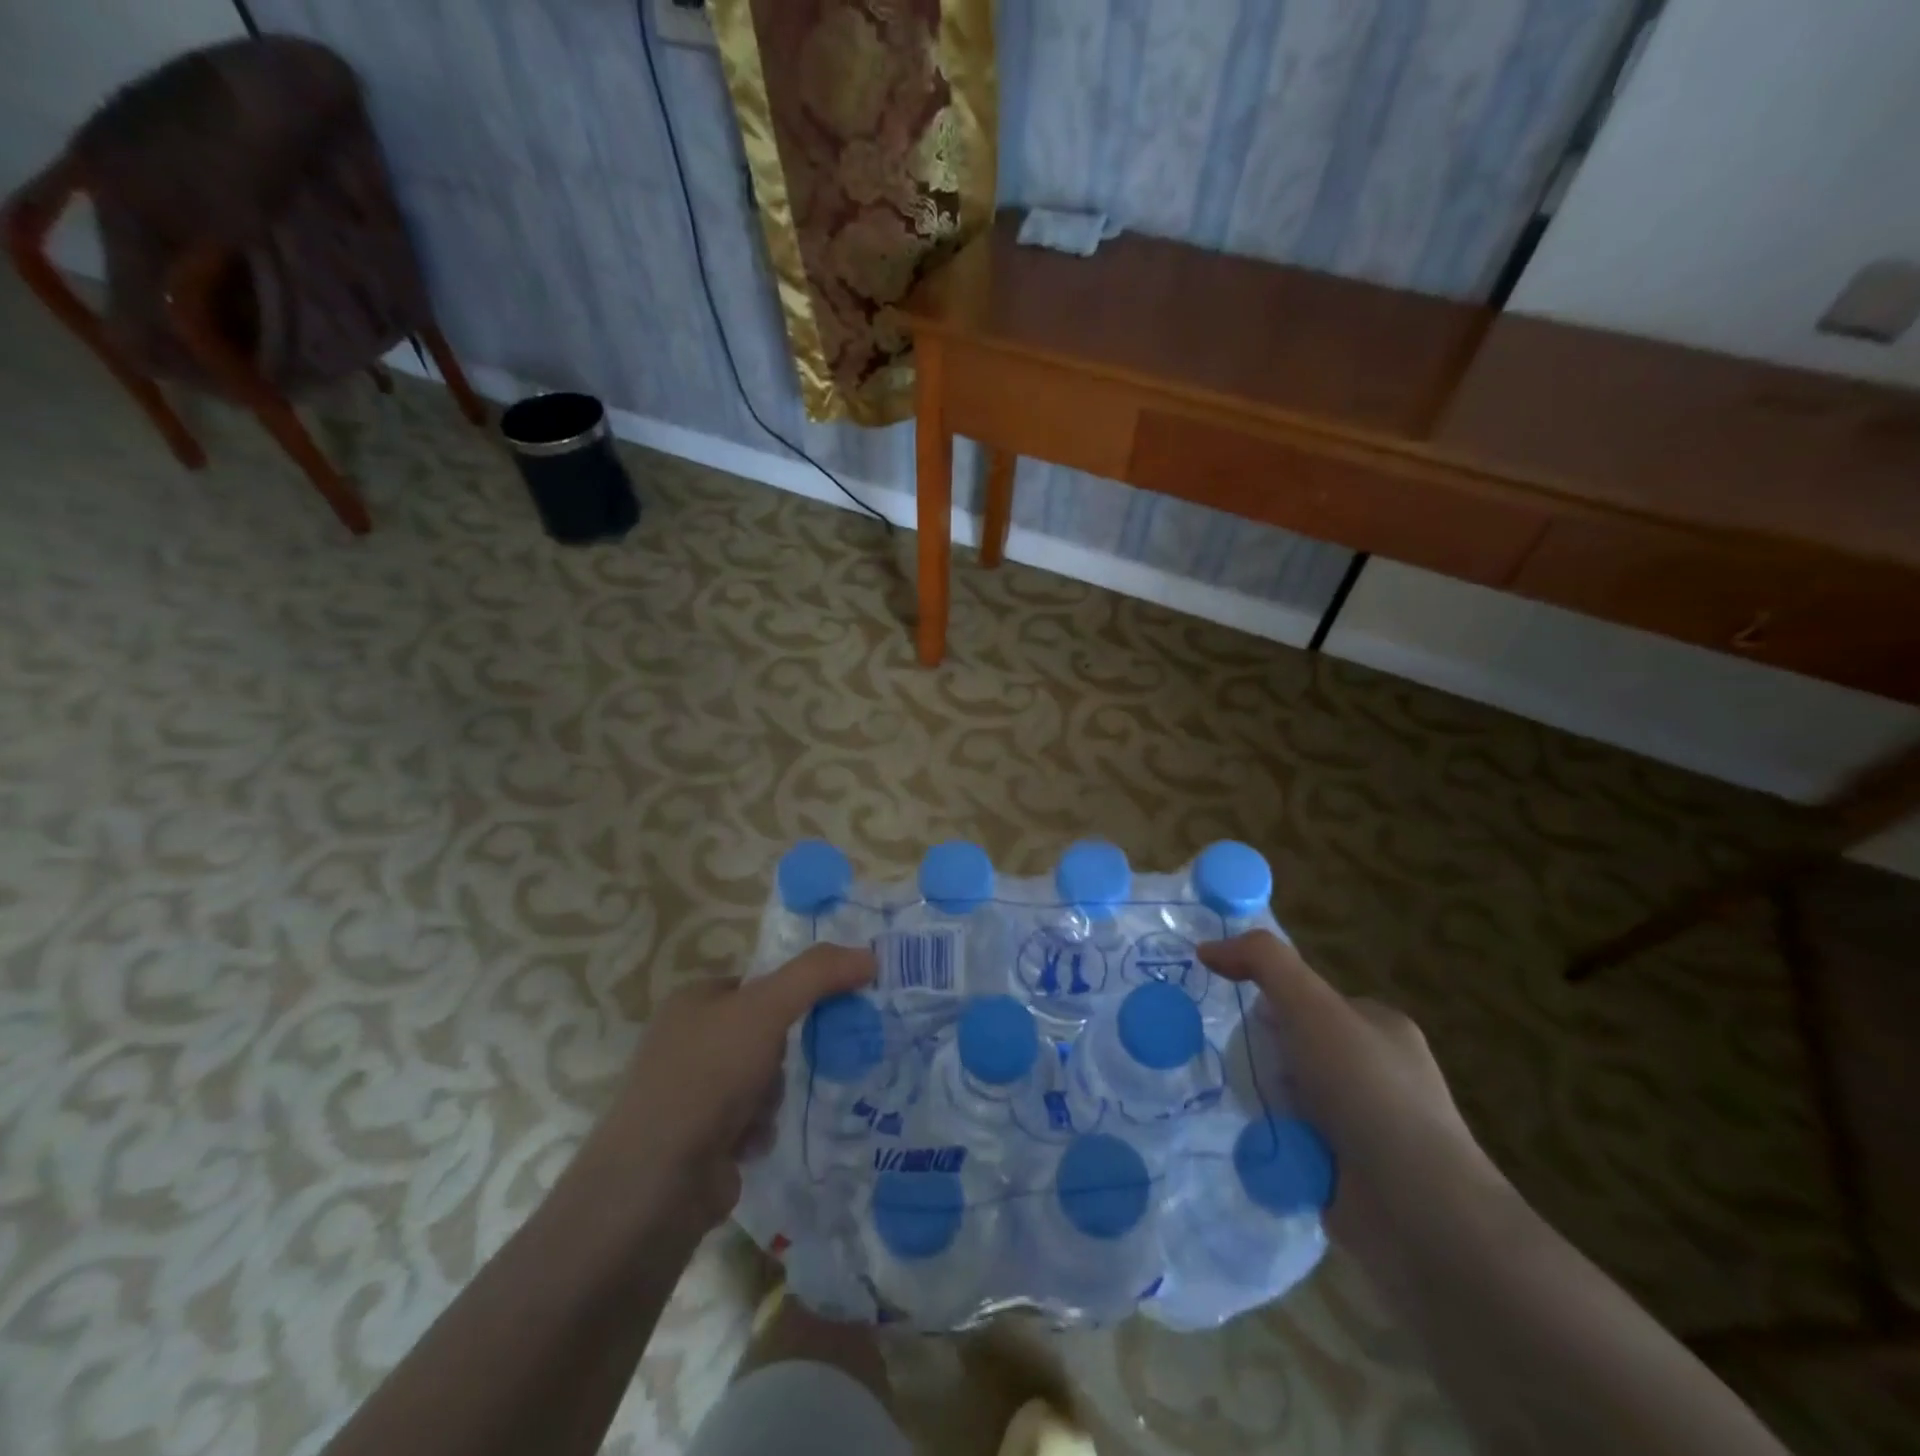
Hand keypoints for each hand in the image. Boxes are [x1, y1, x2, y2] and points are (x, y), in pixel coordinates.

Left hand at [573, 945, 875, 1241]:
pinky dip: (758, 1128)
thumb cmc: (709, 1075)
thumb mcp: (768, 1008)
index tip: (821, 1012)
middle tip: (785, 1067)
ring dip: (772, 1095)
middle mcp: (685, 1041)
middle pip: (764, 1033)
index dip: (791, 996)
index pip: (758, 984)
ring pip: (762, 1077)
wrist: (658, 1181)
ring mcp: (687, 1092)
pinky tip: (748, 1143)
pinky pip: (750, 1118)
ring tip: (760, 1113)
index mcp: (692, 1000)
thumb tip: (870, 955)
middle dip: (780, 1056)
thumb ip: (819, 974)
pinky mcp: (696, 1138)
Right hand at [1197, 931, 1507, 1267]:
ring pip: (1290, 1097)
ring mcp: (1366, 1126)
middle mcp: (1377, 1072)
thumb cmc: (1368, 1092)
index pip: (1309, 1000)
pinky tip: (1255, 1146)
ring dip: (1264, 1102)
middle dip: (1265, 1059)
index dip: (1272, 1005)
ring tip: (1242, 1110)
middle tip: (1240, 1069)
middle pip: (1294, 1048)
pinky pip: (1292, 1142)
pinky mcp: (1349, 1174)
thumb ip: (1263, 963)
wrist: (1419, 1213)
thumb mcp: (1312, 1007)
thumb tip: (1207, 948)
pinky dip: (1272, 1143)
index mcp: (1379, 1027)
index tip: (1244, 1023)